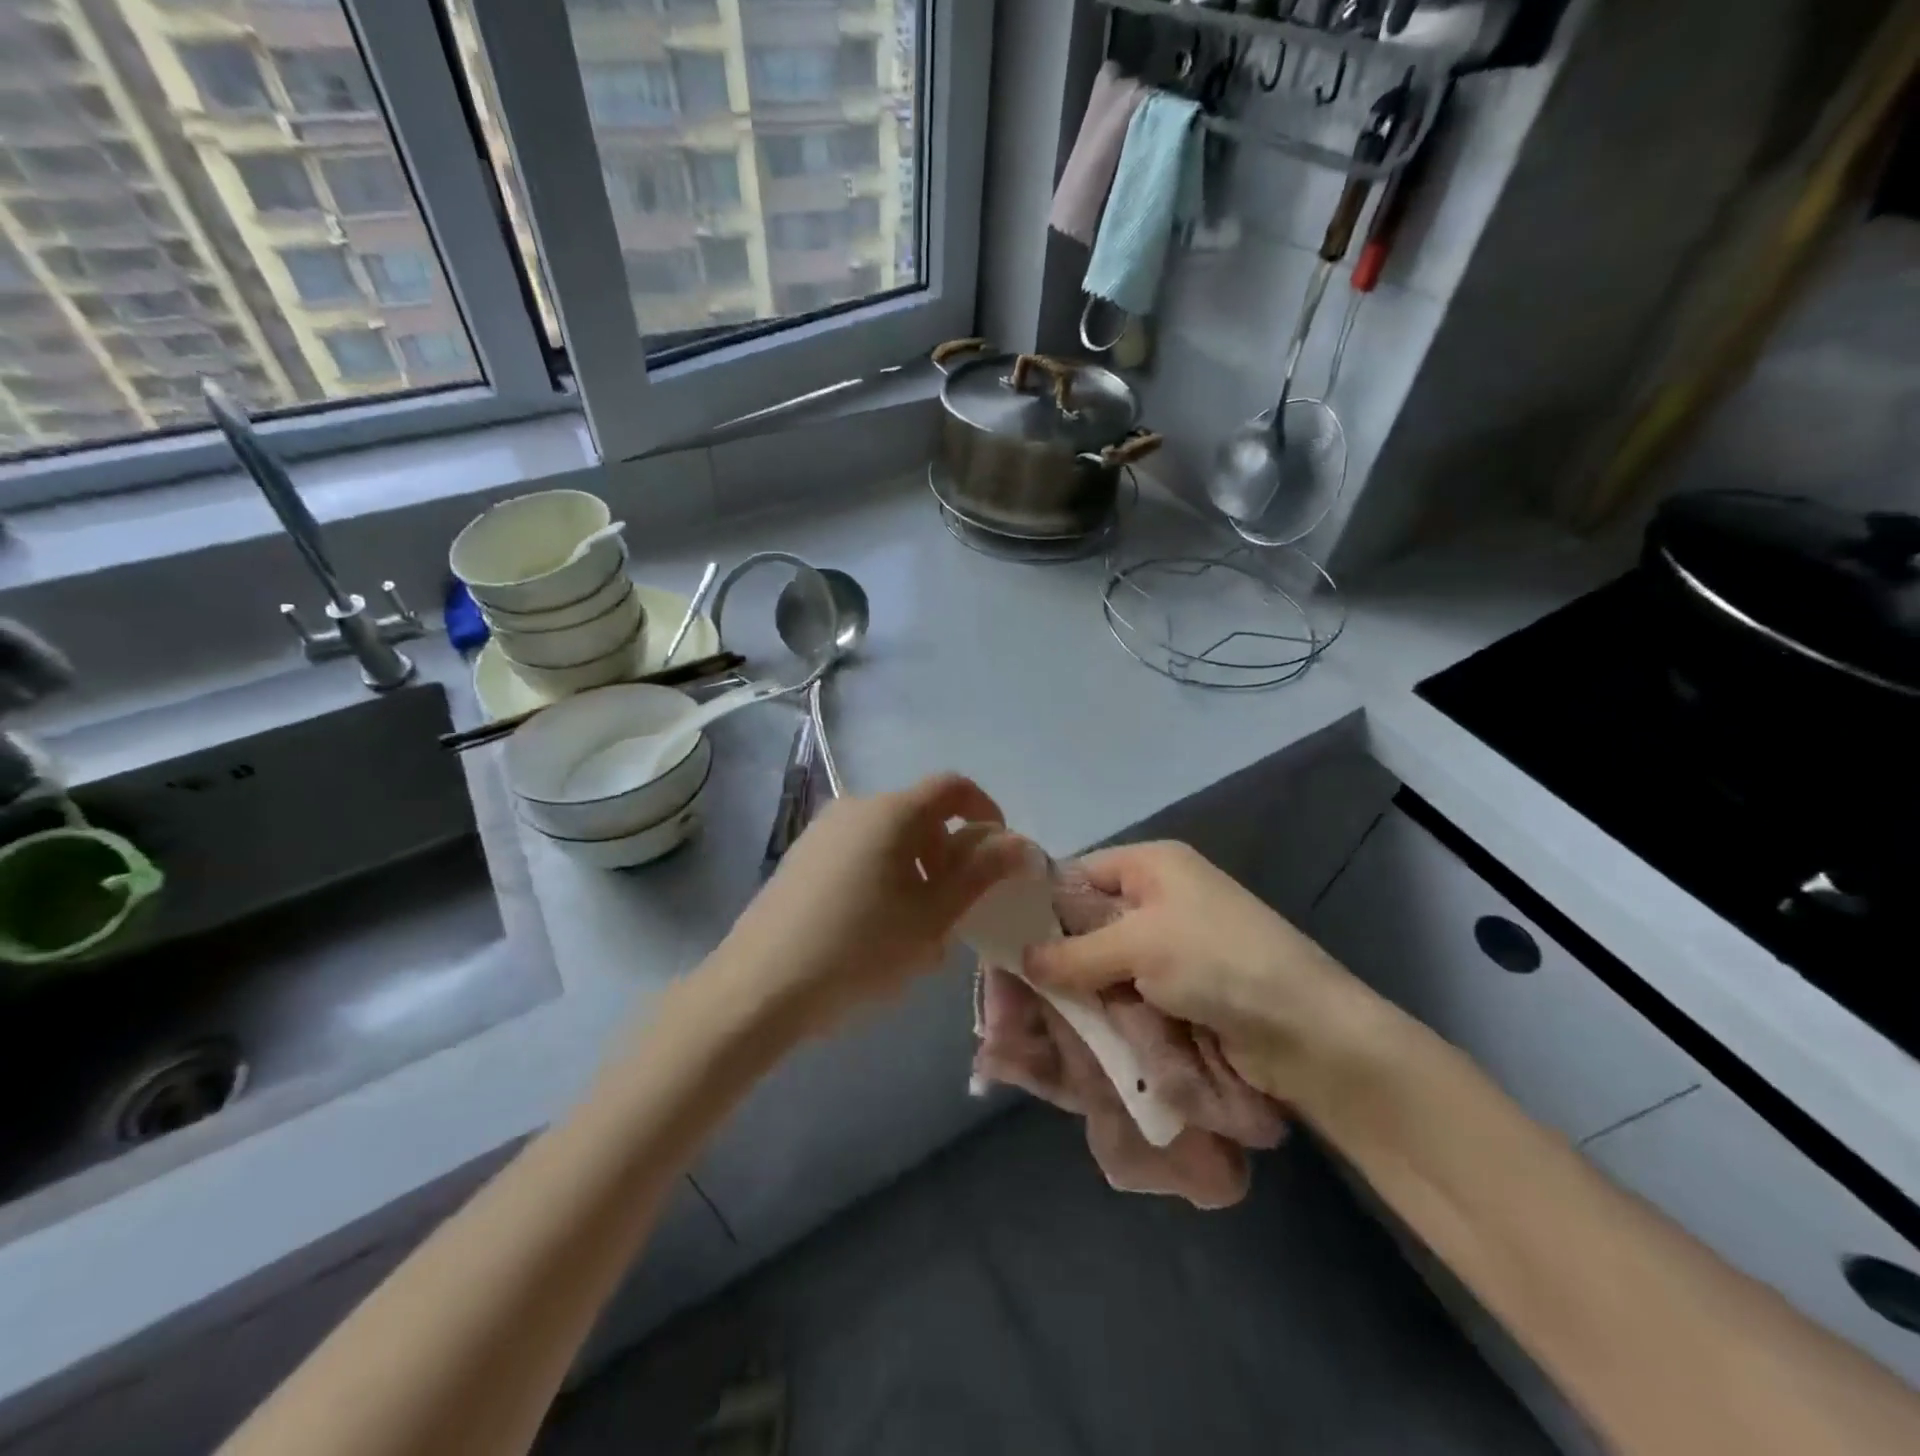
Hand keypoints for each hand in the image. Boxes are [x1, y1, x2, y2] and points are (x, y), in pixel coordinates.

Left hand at [714, 773, 1027, 1037]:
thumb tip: (1020, 843)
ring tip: (916, 931)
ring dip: (917, 872)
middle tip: (955, 910)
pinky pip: (859, 854)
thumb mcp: (932, 917)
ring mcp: (823, 831)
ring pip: (890, 839)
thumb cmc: (859, 949)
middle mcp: (856, 807)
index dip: (985, 811)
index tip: (998, 855)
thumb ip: (981, 874)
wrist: (759, 988)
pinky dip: (883, 878)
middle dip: (949, 855)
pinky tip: (874, 931)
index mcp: (892, 812)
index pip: (953, 787)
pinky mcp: (802, 857)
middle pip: (921, 815)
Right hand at [1023, 841, 1385, 1105]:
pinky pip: (1125, 994)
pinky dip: (1104, 1011)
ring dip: (1079, 990)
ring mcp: (1170, 948)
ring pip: (1102, 964)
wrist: (1307, 1031)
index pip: (1078, 874)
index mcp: (1152, 865)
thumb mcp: (1140, 945)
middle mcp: (1159, 899)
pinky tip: (1074, 1030)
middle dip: (1055, 955)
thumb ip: (1075, 952)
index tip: (1002, 940)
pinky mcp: (1179, 991)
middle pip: (1087, 922)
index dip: (1040, 904)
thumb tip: (1022, 959)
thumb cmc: (1219, 961)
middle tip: (1012, 989)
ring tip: (1035, 1018)